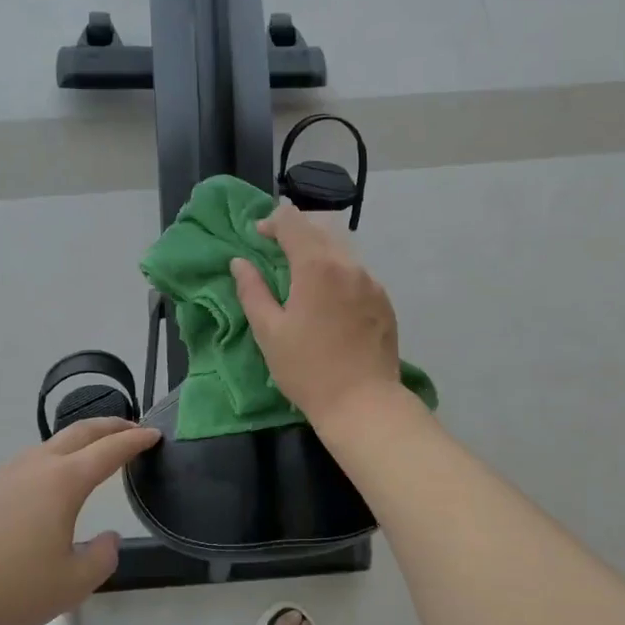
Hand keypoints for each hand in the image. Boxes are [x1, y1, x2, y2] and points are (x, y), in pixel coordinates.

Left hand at [0, 417, 158, 624]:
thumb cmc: (10, 589)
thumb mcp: (73, 584)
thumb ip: (101, 557)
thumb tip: (107, 538)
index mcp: (63, 482)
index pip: (109, 451)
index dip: (135, 441)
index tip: (154, 434)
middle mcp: (34, 467)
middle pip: (78, 433)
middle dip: (110, 426)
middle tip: (132, 428)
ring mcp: (2, 476)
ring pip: (48, 446)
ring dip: (77, 443)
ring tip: (91, 455)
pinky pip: (24, 465)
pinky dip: (49, 462)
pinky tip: (44, 489)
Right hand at [230, 201, 404, 430]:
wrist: (363, 403)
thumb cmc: (307, 370)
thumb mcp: (269, 332)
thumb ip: (252, 291)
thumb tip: (240, 262)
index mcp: (316, 266)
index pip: (293, 221)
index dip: (272, 223)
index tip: (258, 239)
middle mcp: (348, 264)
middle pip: (320, 230)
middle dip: (295, 234)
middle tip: (276, 257)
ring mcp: (371, 282)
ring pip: (341, 251)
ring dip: (319, 255)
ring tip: (303, 282)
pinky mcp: (384, 302)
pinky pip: (357, 275)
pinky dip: (338, 275)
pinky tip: (329, 304)